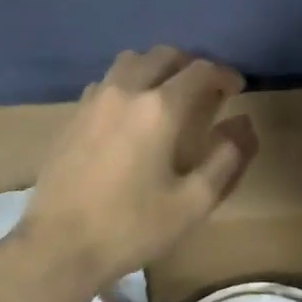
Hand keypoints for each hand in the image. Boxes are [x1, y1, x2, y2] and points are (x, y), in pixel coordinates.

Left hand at [15, 46, 257, 290]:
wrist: (58, 246)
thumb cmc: (131, 227)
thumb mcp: (193, 203)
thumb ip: (226, 158)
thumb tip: (243, 123)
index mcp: (159, 108)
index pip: (200, 70)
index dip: (224, 74)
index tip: (236, 88)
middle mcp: (126, 91)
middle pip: (164, 55)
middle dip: (191, 65)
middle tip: (206, 89)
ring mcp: (94, 100)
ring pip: (131, 61)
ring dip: (156, 67)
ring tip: (168, 94)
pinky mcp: (73, 115)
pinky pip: (106, 81)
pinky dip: (128, 83)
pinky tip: (129, 113)